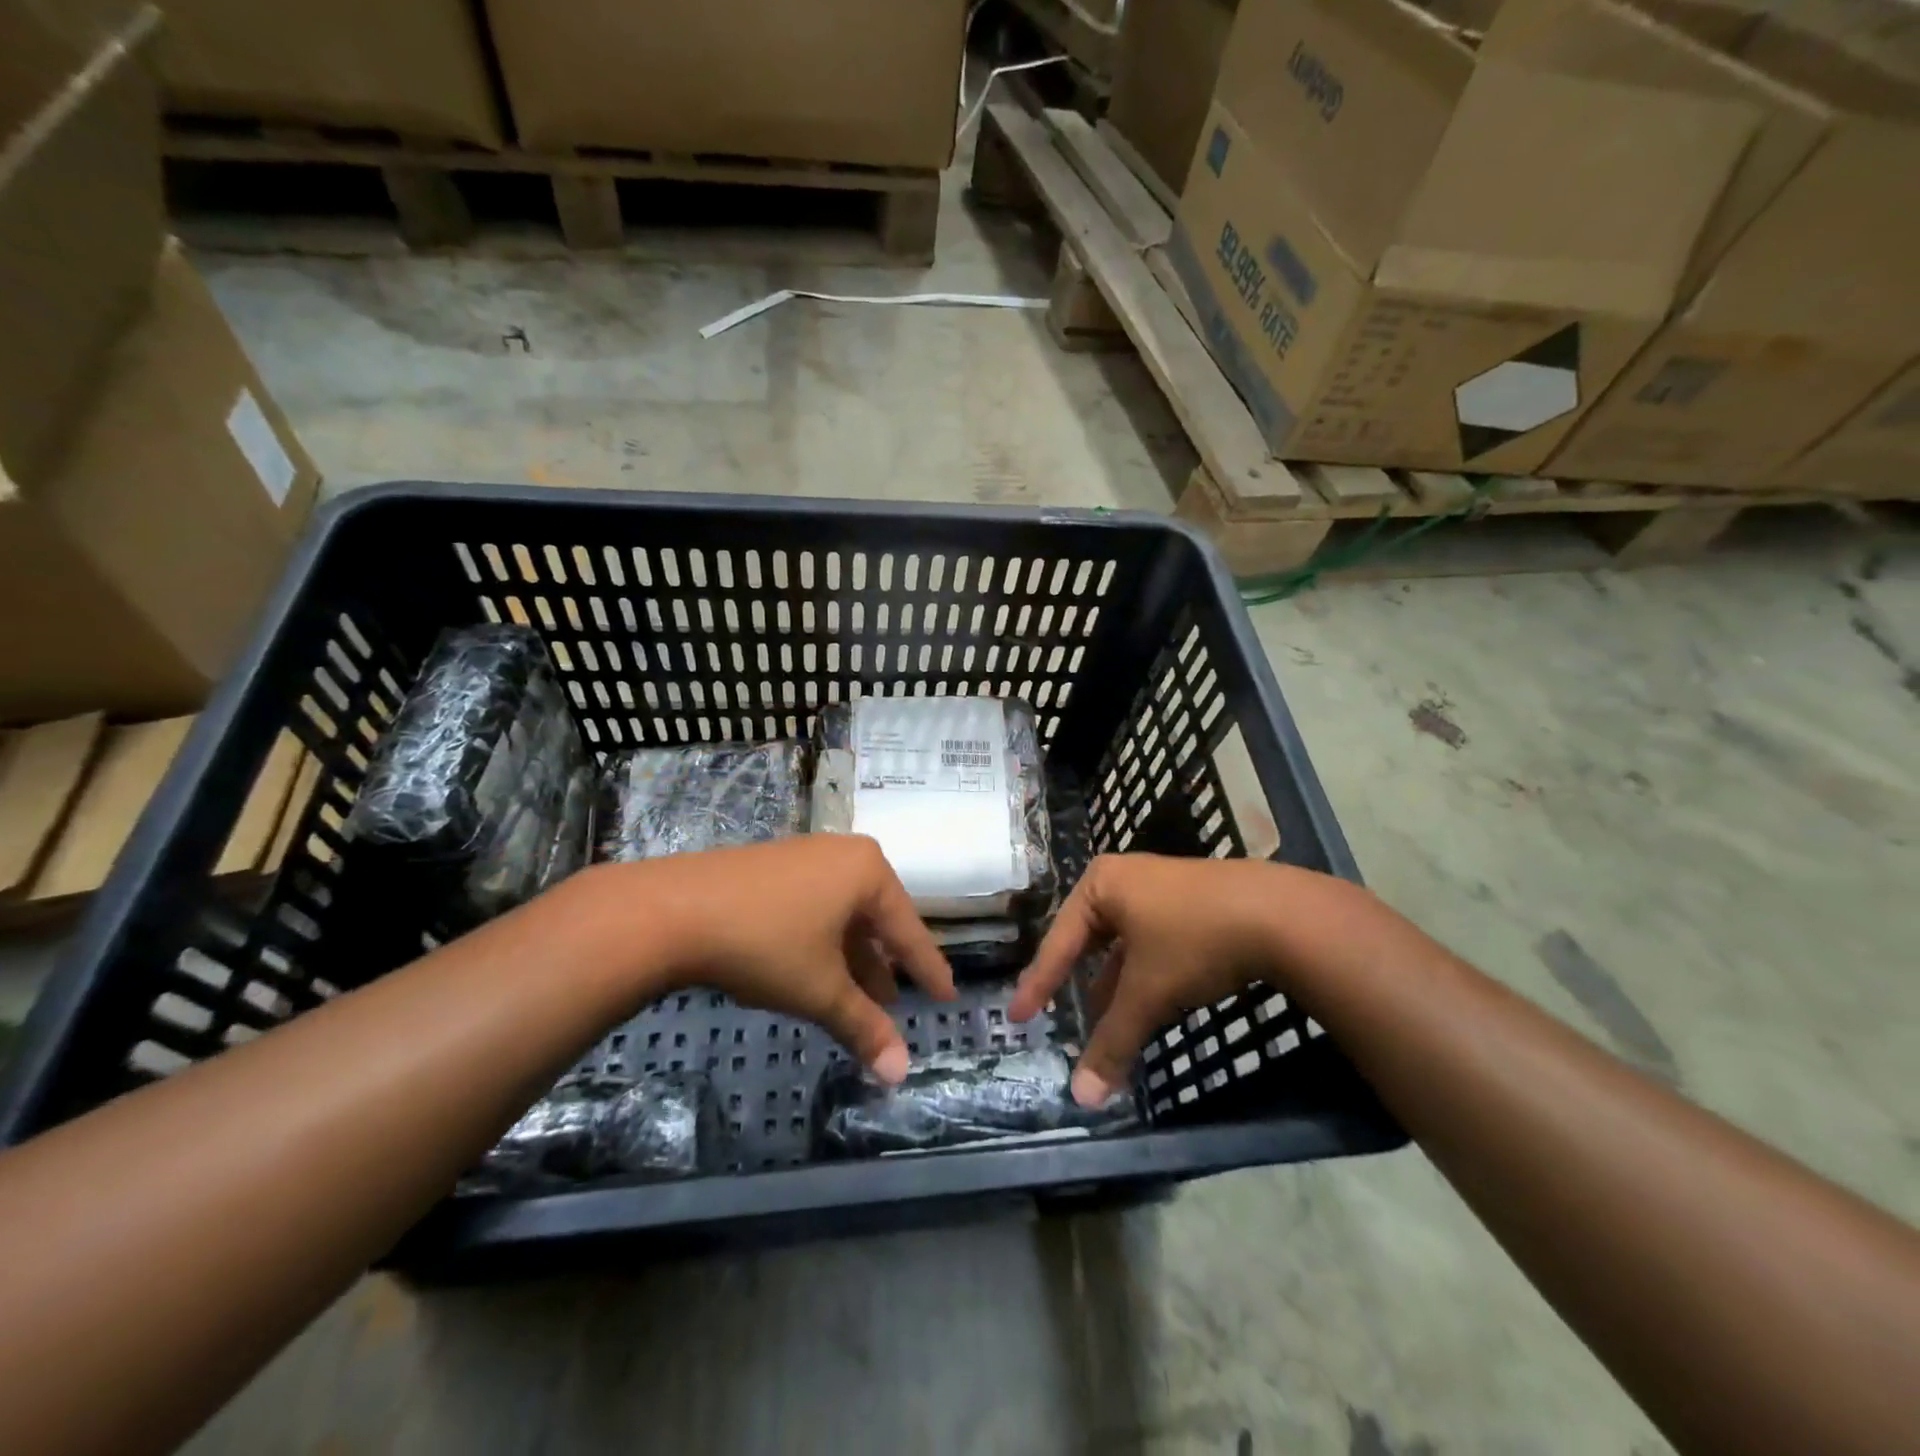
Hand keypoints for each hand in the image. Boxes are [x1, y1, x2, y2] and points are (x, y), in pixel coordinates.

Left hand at [633, 836, 955, 1081]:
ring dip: (853, 960)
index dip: (929, 969)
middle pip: (877, 920)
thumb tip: (901, 1076)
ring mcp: (806, 857)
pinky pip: (816, 908)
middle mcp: (843, 855)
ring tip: (860, 1001)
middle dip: (885, 967)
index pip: (910, 931)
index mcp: (869, 872)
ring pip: (844, 916)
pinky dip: (824, 944)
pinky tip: (816, 972)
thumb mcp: (821, 990)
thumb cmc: (765, 943)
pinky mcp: (773, 868)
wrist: (673, 910)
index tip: (948, 996)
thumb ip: (864, 1028)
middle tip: (896, 1005)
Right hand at [1008, 854, 1373, 1106]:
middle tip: (1057, 1015)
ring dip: (1114, 985)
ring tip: (1104, 1022)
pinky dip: (1144, 975)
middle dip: (1078, 983)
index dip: (1038, 984)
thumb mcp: (1147, 994)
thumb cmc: (1193, 941)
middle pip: (1089, 940)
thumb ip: (1112, 1042)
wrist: (1280, 914)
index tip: (1018, 1016)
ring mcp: (1162, 887)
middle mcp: (1126, 878)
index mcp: (1101, 884)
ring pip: (1124, 944)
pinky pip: (1152, 943)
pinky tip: (1148, 1003)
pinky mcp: (1193, 903)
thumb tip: (1083, 1099)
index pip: (1058, 942)